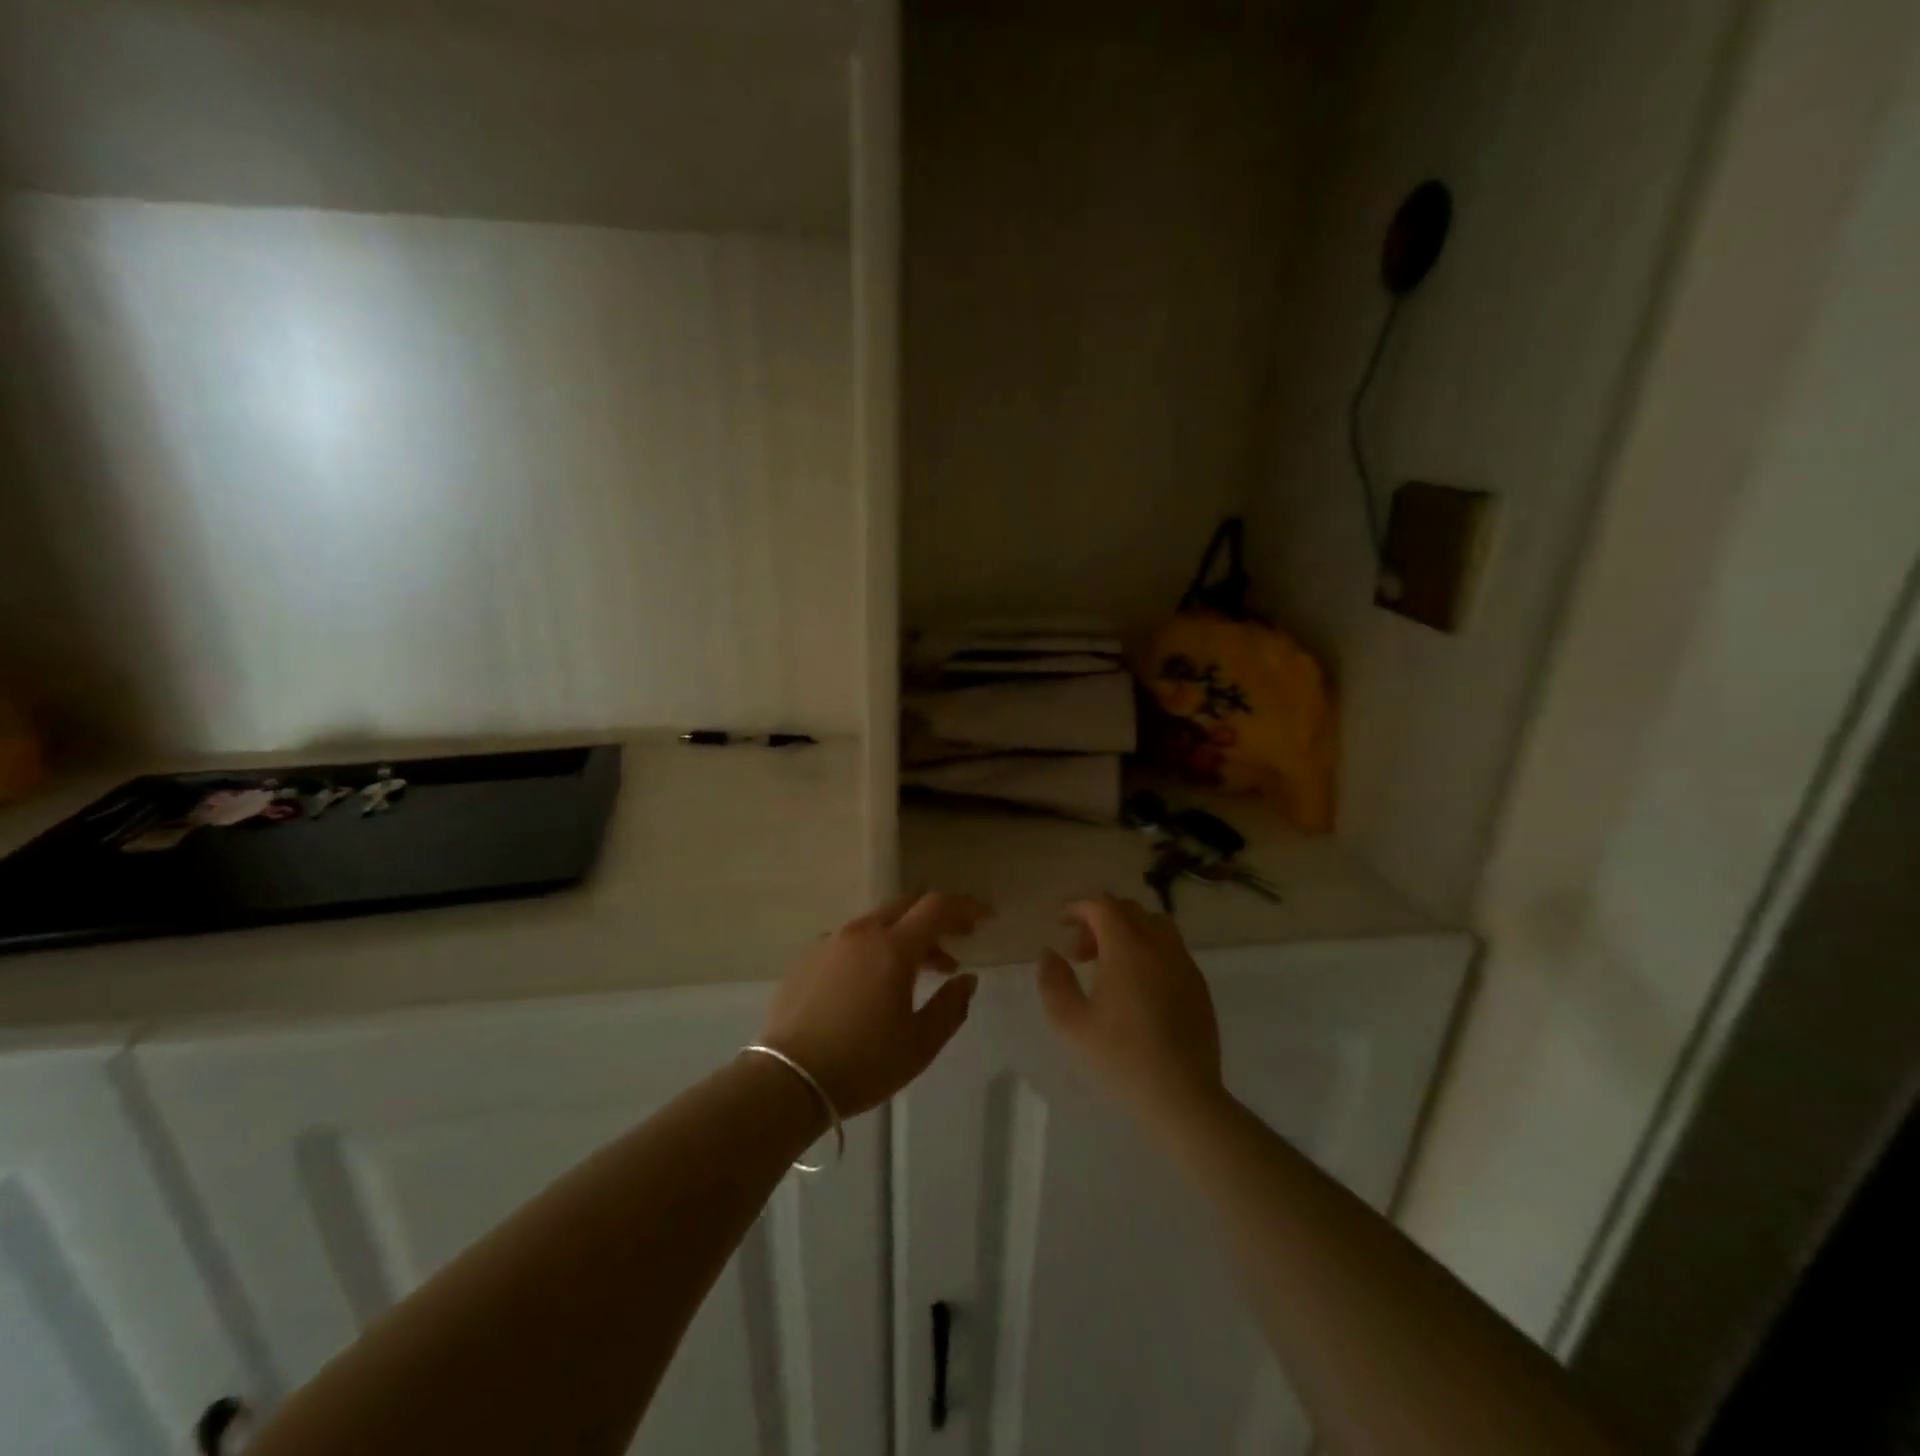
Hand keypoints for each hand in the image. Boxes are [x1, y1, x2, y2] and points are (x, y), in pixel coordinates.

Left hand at [759, 893, 987, 1116]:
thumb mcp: (920, 1044)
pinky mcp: (808, 957)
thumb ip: (951, 1006)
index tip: (986, 917)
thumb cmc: (862, 1063)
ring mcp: (830, 942)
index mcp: (893, 947)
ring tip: (922, 972)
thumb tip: (967, 979)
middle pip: (907, 905)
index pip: (937, 907)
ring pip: (879, 922)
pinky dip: (875, 948)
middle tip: (959, 940)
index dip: (966, 906)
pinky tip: (875, 983)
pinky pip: (852, 940)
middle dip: (938, 917)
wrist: (786, 1080)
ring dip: (907, 936)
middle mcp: (862, 932)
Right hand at [1036, 895, 1224, 1128]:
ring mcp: (1184, 965)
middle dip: (1100, 919)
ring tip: (1110, 966)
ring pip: (1155, 925)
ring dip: (1128, 932)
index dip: (1079, 907)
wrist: (1183, 1098)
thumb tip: (1048, 953)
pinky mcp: (1199, 986)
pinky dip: (1149, 950)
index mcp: (1127, 948)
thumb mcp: (1071, 1024)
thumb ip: (1054, 981)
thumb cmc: (1120, 1059)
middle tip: (1080, 951)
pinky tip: (1138, 988)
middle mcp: (1159, 946)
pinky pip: (1171, 949)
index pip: (1103, 905)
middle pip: (1129, 910)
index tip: (1061, 924)